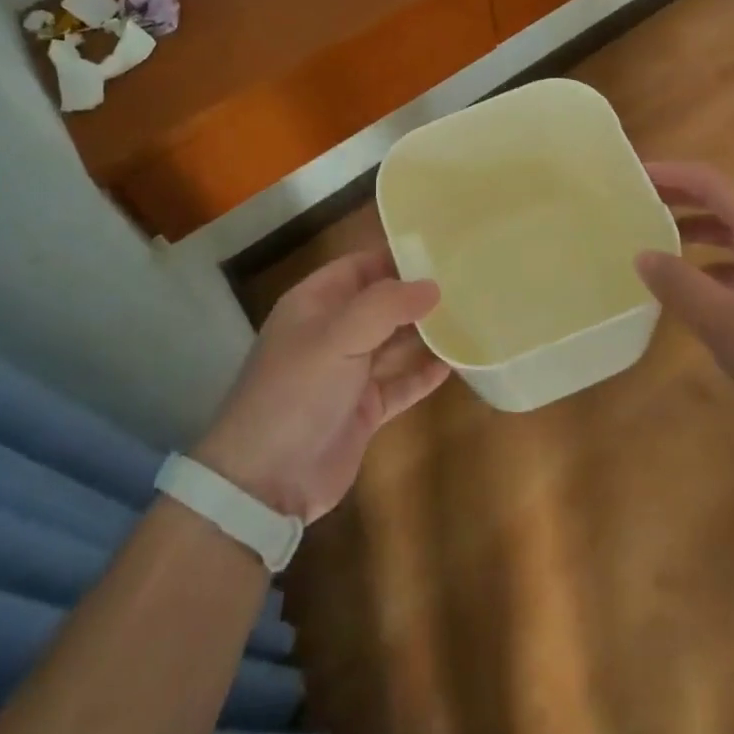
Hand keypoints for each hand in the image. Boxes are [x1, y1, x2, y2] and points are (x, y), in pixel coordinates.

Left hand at [193, 251, 449, 522]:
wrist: (265, 483)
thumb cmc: (297, 391)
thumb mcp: (338, 337)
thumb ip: (387, 306)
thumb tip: (433, 286)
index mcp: (315, 304)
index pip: (361, 266)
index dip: (397, 256)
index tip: (442, 250)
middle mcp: (332, 333)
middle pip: (381, 303)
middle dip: (417, 295)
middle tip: (467, 283)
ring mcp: (348, 373)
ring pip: (394, 343)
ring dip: (425, 333)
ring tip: (468, 318)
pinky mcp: (363, 410)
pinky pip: (399, 384)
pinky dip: (422, 374)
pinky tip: (454, 363)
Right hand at [635, 161, 733, 429]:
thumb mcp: (728, 323)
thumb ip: (681, 286)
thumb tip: (641, 253)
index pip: (709, 181)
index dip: (670, 172)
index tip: (629, 175)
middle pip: (720, 201)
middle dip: (677, 197)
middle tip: (631, 203)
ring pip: (731, 234)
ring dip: (692, 230)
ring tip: (651, 241)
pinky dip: (709, 265)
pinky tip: (692, 291)